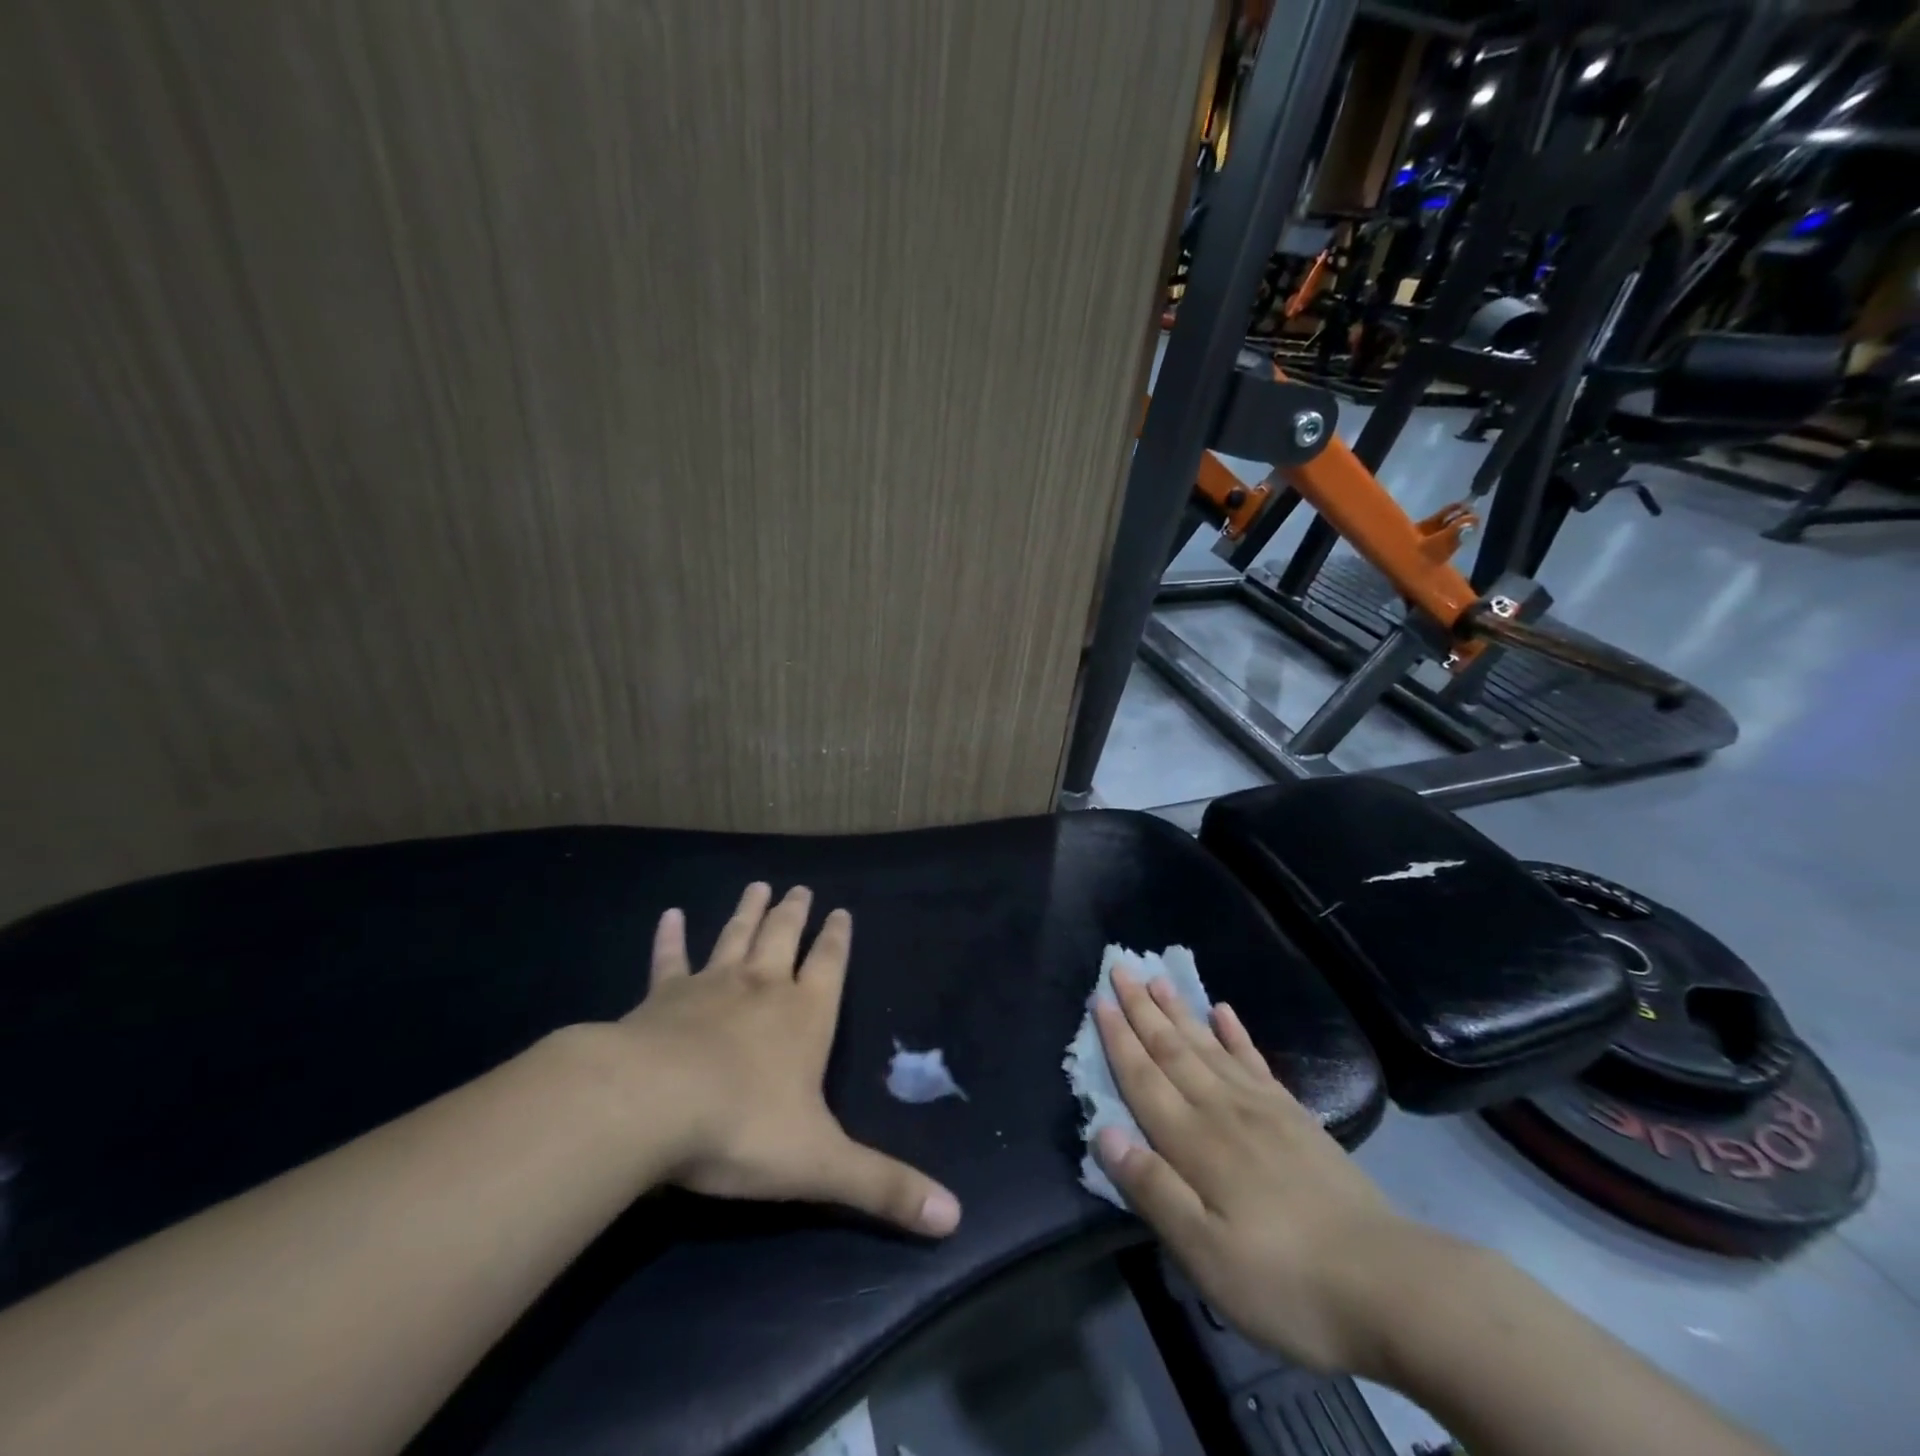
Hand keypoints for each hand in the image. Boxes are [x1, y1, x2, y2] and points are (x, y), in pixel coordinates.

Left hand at [617, 882, 961, 1237]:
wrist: (650, 1107)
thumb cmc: (743, 1129)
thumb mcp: (822, 1165)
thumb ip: (884, 1188)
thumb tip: (955, 1219)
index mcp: (805, 1016)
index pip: (830, 966)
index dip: (838, 939)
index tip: (842, 911)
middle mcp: (762, 988)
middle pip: (784, 938)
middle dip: (795, 914)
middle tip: (799, 887)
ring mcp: (709, 986)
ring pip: (735, 937)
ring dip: (747, 911)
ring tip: (758, 884)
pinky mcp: (660, 998)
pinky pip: (669, 960)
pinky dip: (671, 937)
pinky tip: (671, 914)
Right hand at [1094, 968, 1429, 1375]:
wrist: (1392, 1286)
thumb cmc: (1286, 1280)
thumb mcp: (1206, 1256)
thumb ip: (1153, 1190)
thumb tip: (1103, 1132)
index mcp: (1195, 1143)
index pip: (1144, 1079)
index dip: (1118, 1039)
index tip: (1098, 998)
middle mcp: (1222, 1111)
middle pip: (1172, 1050)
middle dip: (1141, 1009)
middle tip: (1119, 967)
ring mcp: (1263, 1109)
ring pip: (1208, 1047)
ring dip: (1179, 1012)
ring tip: (1157, 978)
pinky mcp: (1296, 1117)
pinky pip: (1255, 1062)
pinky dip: (1236, 1033)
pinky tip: (1224, 1011)